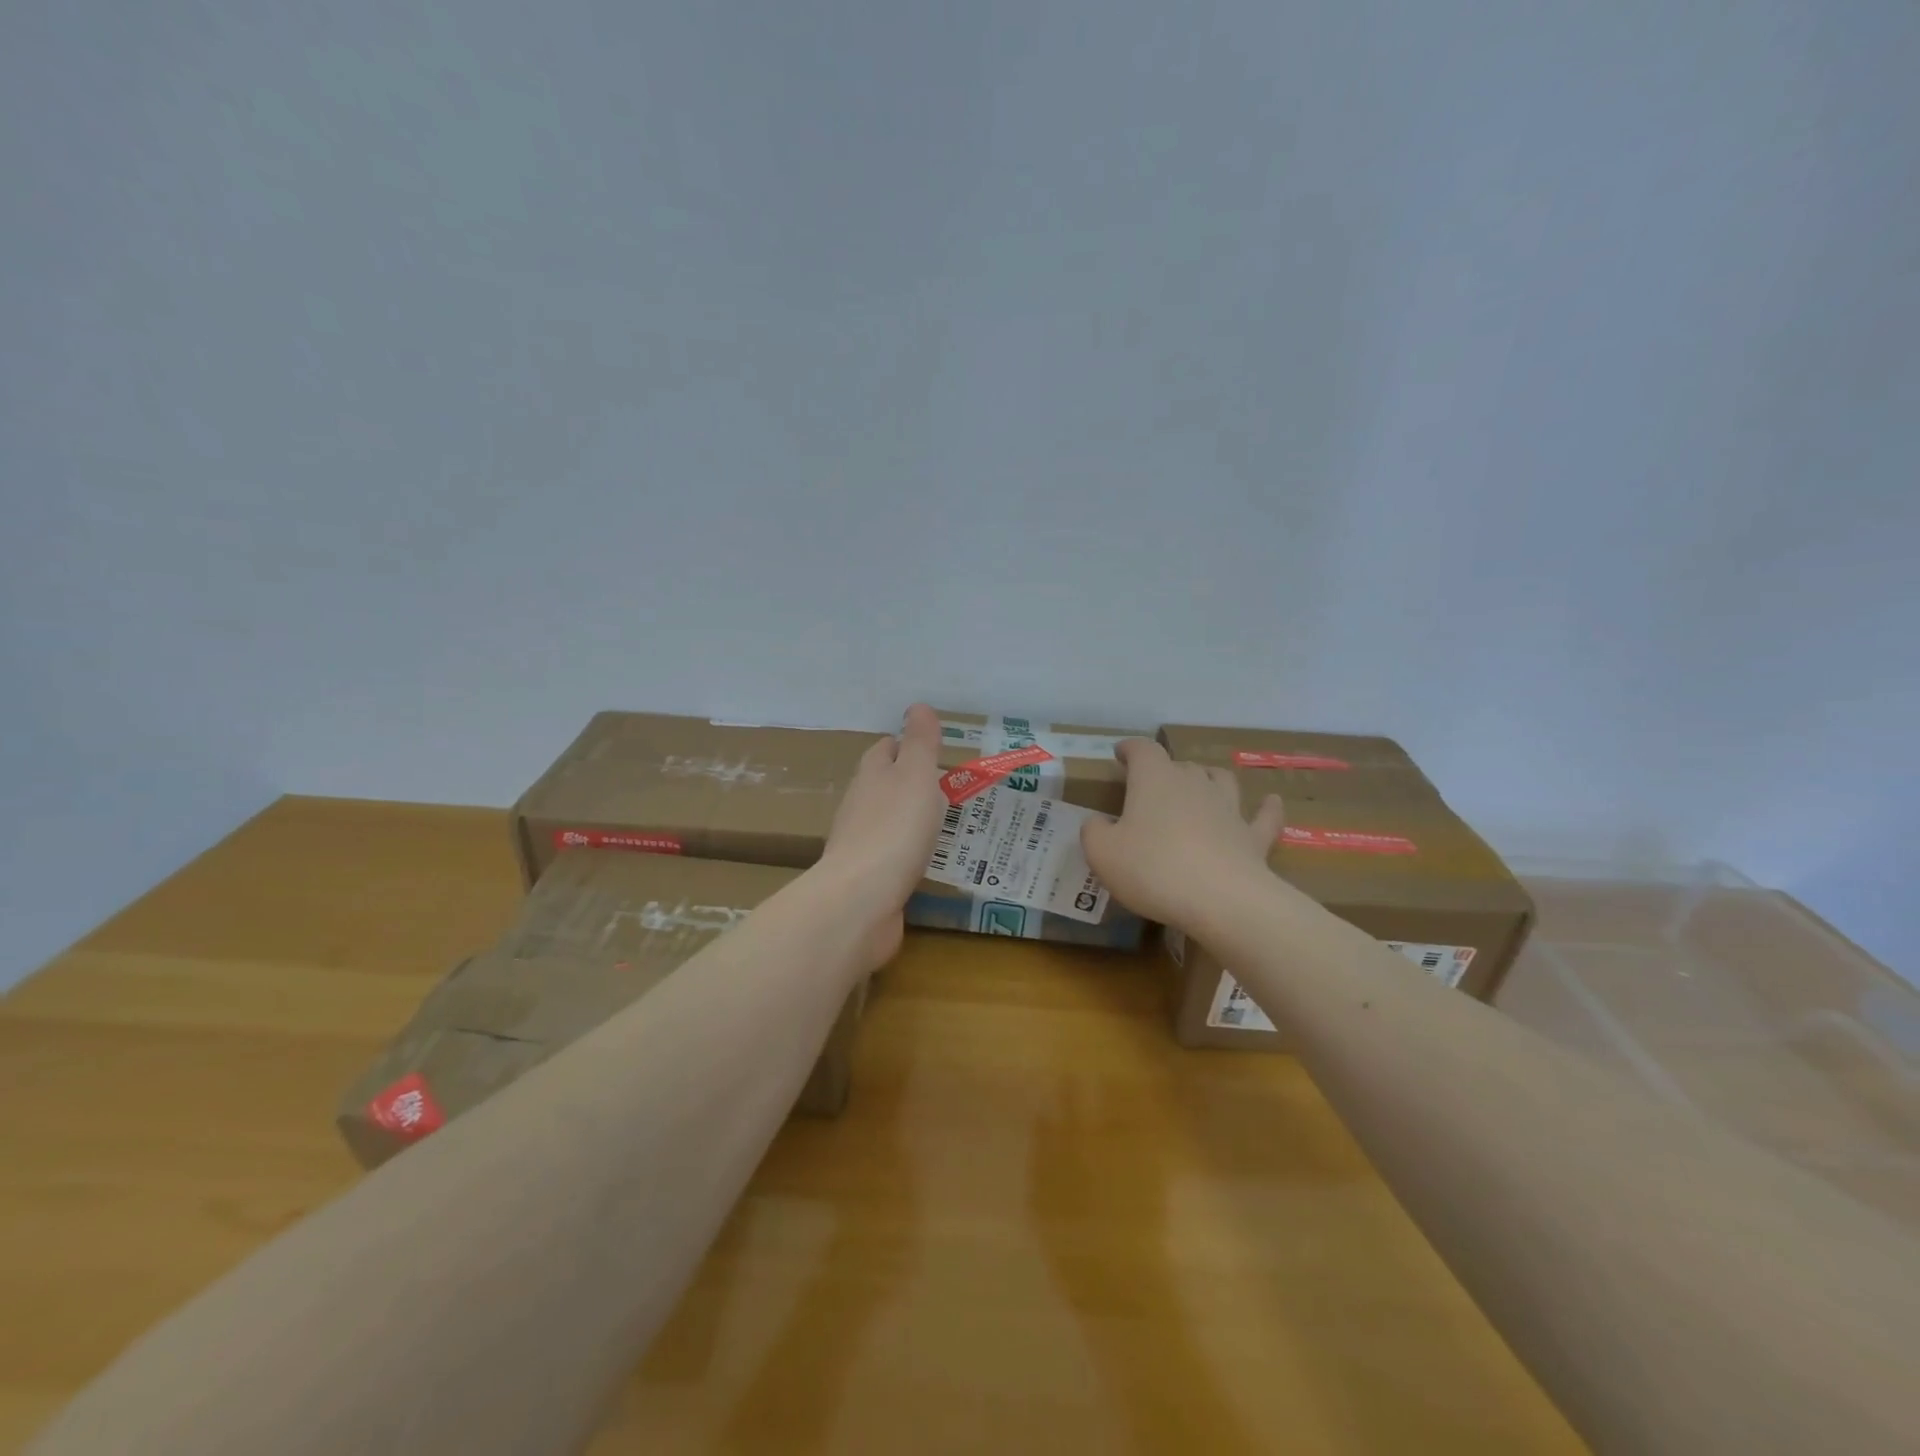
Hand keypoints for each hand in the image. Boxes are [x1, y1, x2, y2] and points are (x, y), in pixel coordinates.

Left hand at [814, 703, 947, 967]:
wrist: (861, 900)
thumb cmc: (894, 829)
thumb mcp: (916, 776)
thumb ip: (920, 743)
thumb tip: (918, 706)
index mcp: (871, 775)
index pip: (885, 749)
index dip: (906, 745)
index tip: (932, 750)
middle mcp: (860, 805)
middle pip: (882, 784)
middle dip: (908, 782)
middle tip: (945, 786)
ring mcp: (859, 844)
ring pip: (886, 821)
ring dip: (908, 818)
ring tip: (941, 822)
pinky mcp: (866, 878)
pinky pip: (889, 856)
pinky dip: (906, 852)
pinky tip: (924, 860)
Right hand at [1080, 739, 1284, 932]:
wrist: (1221, 900)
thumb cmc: (1153, 869)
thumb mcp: (1102, 853)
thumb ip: (1094, 832)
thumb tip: (1098, 823)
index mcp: (1154, 779)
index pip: (1142, 750)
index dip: (1129, 749)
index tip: (1120, 754)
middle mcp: (1193, 783)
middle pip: (1180, 765)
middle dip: (1164, 771)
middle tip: (1151, 787)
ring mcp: (1228, 808)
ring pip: (1220, 780)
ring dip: (1208, 779)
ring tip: (1201, 784)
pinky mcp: (1253, 837)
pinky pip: (1263, 816)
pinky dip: (1266, 807)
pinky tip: (1270, 801)